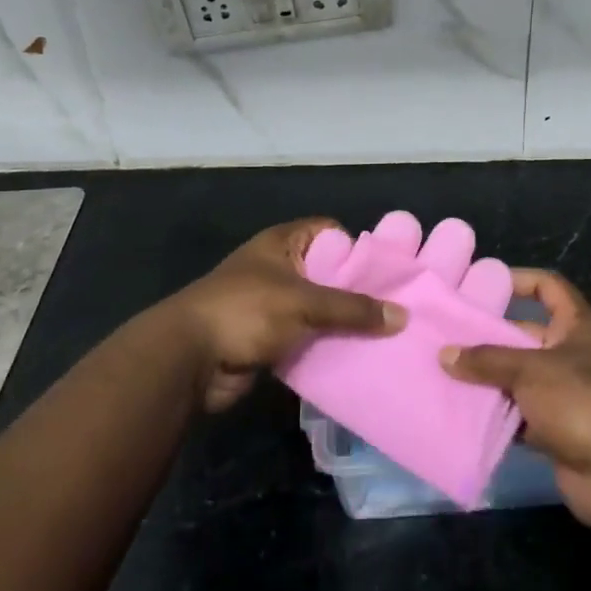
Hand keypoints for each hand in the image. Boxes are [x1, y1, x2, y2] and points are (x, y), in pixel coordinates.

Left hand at [168, 219, 405, 411]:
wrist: (188, 359)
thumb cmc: (246, 311)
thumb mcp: (305, 303)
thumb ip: (352, 309)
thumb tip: (402, 316)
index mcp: (282, 243)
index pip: (329, 232)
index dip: (357, 246)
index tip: (388, 270)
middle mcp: (278, 268)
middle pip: (327, 273)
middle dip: (357, 291)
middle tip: (396, 308)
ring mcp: (271, 305)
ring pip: (318, 310)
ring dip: (342, 324)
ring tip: (384, 336)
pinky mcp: (266, 338)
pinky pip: (305, 338)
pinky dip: (325, 347)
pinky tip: (356, 358)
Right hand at [441, 268, 590, 532]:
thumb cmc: (582, 399)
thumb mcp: (531, 370)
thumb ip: (488, 360)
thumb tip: (445, 354)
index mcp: (574, 325)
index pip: (547, 288)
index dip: (519, 280)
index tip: (483, 284)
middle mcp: (568, 354)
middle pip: (522, 336)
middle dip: (487, 337)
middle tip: (444, 335)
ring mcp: (561, 394)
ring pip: (515, 378)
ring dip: (485, 379)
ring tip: (441, 372)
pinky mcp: (553, 430)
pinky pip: (515, 416)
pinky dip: (492, 415)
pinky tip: (457, 412)